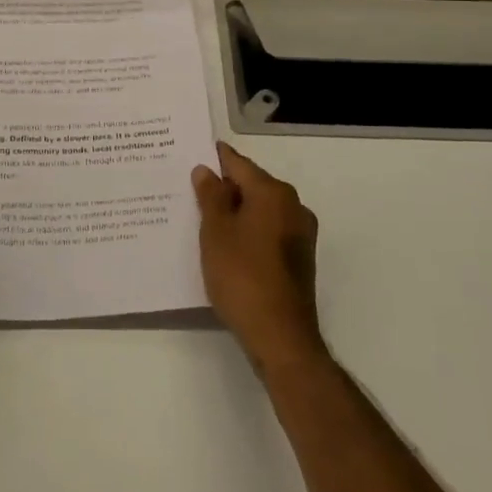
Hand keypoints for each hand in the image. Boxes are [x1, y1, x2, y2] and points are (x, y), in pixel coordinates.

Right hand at [193, 142, 324, 369]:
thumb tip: (207, 171)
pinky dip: (248, 231)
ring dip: (236, 211)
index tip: (193, 155)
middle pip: (252, 186)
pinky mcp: (299, 259)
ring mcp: (300, 234)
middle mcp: (293, 206)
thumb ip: (211, 196)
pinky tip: (226, 244)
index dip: (215, 159)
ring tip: (203, 218)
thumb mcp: (216, 232)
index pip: (239, 164)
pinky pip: (268, 231)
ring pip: (260, 210)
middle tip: (191, 189)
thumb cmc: (242, 275)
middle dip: (224, 187)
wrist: (280, 336)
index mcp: (274, 193)